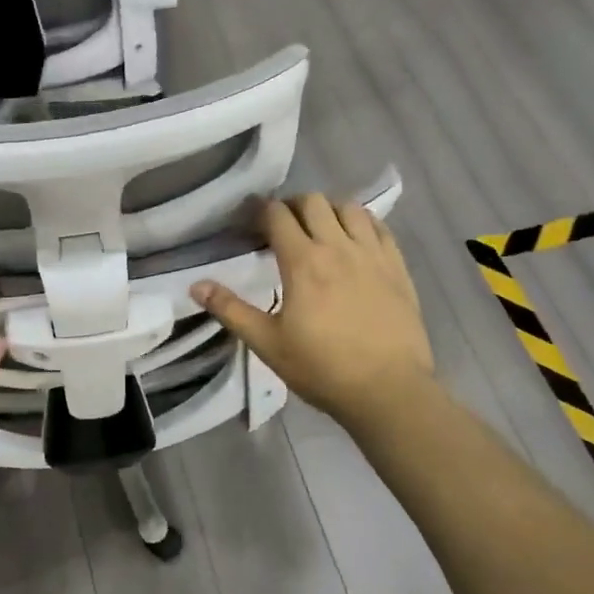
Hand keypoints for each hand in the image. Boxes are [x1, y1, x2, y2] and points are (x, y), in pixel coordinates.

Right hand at [193, 194, 433, 442]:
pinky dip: (362, 223)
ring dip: (329, 211)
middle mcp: (338, 247)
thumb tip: (195, 286)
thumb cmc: (322, 368)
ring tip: (320, 231)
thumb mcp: (267, 343)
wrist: (389, 391)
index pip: (277, 214)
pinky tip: (355, 240)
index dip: (260, 211)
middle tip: (283, 227)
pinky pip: (380, 227)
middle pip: (313, 201)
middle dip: (292, 206)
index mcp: (303, 262)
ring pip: (349, 207)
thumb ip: (231, 310)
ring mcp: (372, 254)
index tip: (251, 224)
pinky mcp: (398, 266)